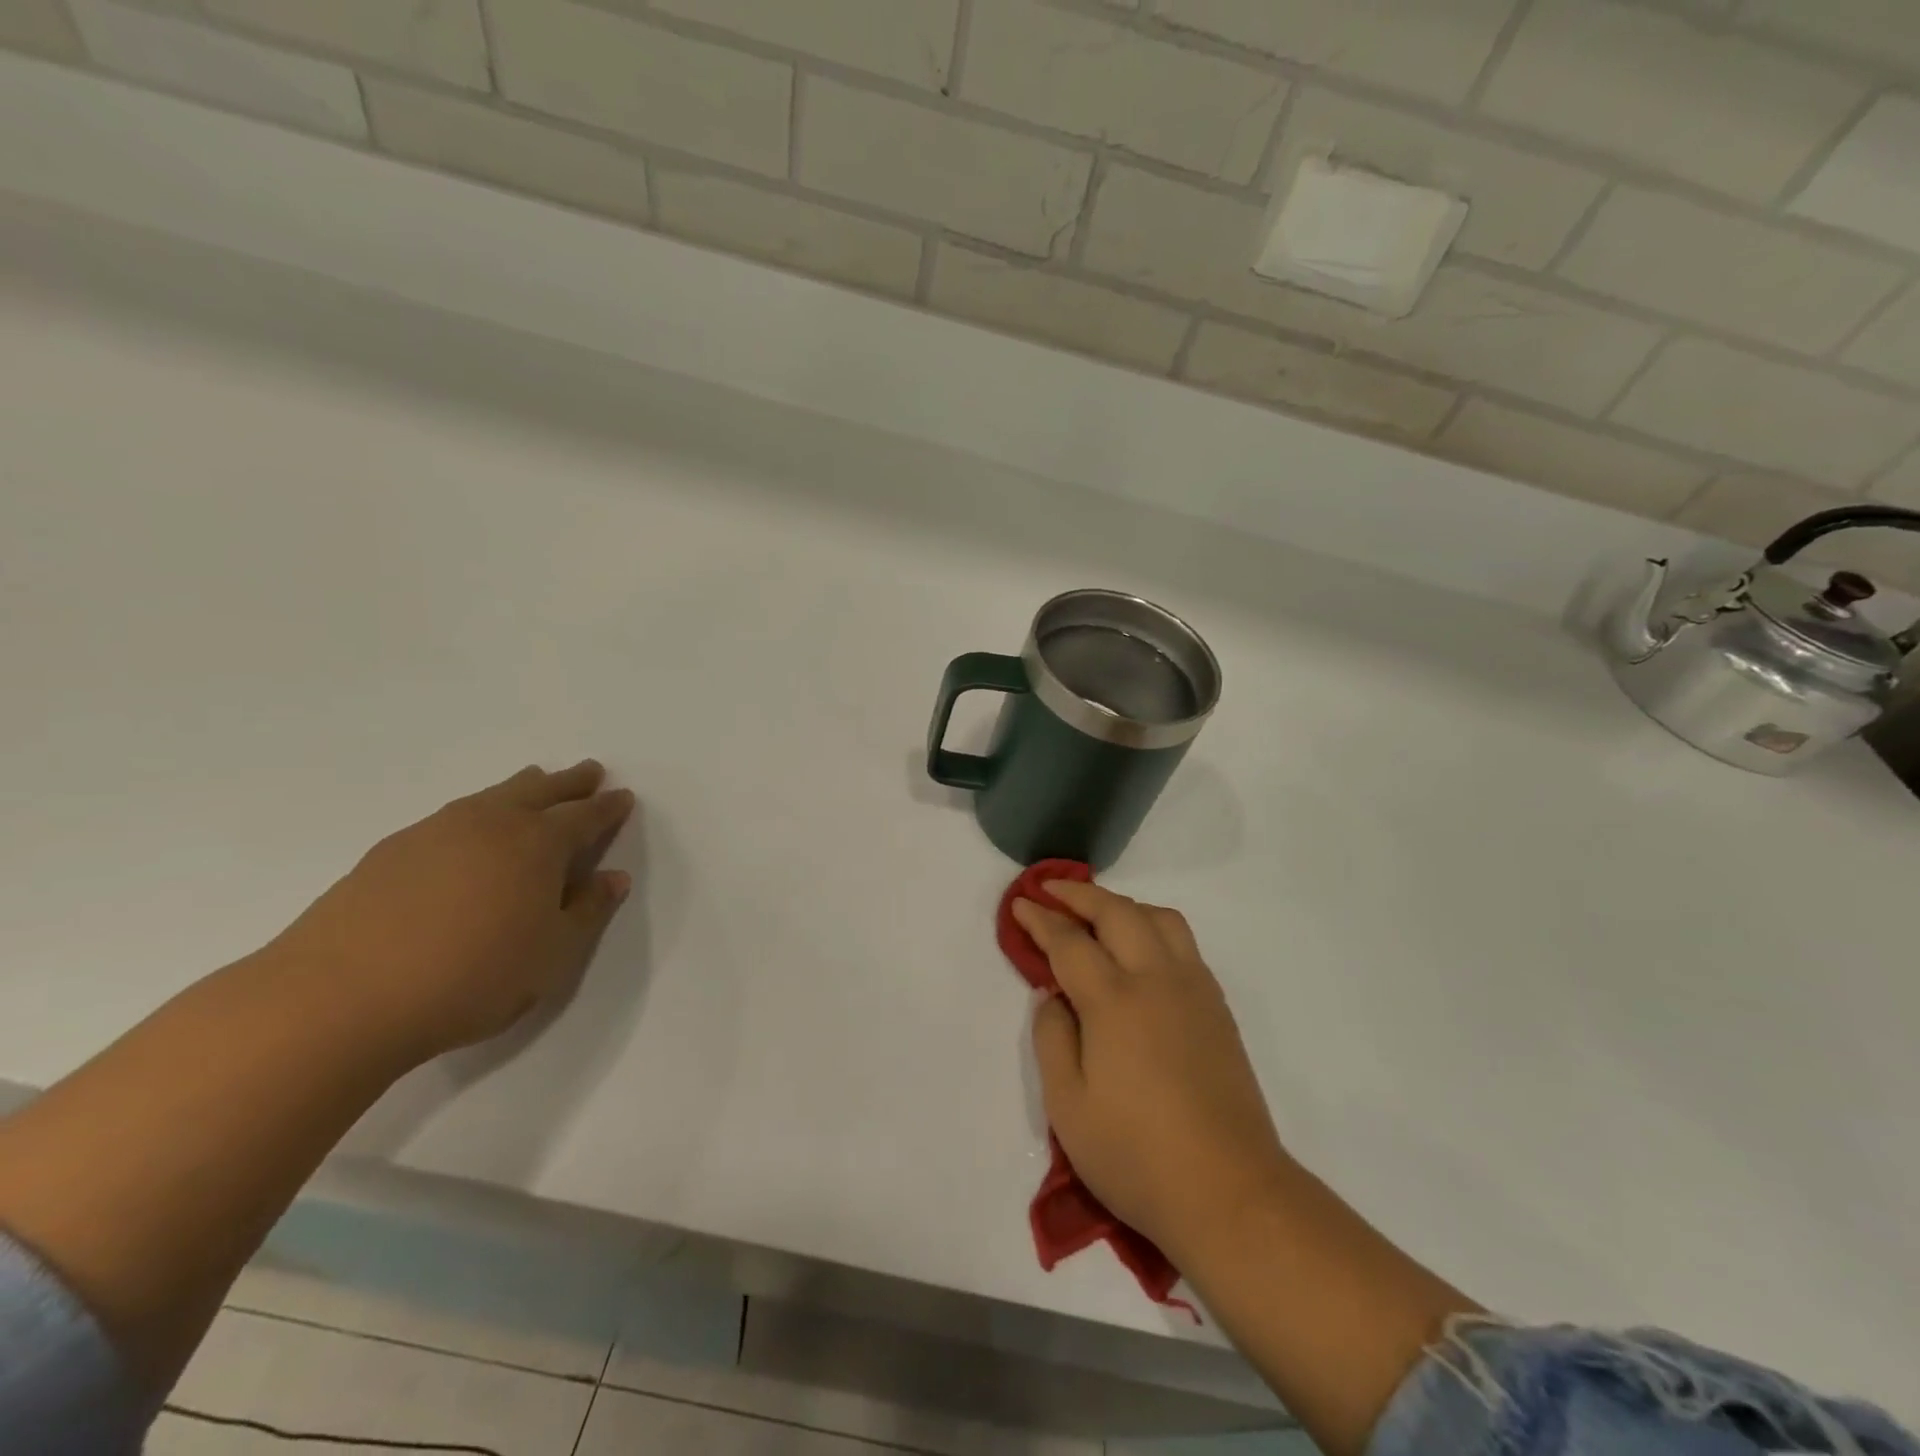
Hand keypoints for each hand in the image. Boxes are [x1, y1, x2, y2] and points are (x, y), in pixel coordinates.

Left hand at [270, 760, 634, 1062]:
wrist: (339, 998)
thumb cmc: (472, 977)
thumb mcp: (553, 954)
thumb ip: (589, 911)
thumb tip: (613, 877)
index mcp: (538, 844)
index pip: (585, 816)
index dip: (608, 807)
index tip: (623, 796)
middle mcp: (491, 824)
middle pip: (540, 791)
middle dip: (570, 782)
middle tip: (589, 771)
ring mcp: (435, 832)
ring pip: (492, 796)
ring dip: (522, 787)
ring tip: (535, 781)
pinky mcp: (390, 851)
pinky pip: (453, 816)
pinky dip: (476, 812)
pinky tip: (469, 830)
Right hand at [1013, 881, 1290, 1264]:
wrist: (1230, 1192)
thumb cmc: (1136, 1155)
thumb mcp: (1068, 1106)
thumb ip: (1052, 1038)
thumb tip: (1053, 995)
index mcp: (1114, 1000)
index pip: (1070, 941)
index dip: (1041, 919)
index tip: (1020, 904)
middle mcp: (1157, 979)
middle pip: (1117, 912)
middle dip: (1079, 894)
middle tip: (1050, 891)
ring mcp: (1194, 990)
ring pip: (1159, 919)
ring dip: (1122, 905)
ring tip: (1098, 916)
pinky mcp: (1217, 1008)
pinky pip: (1183, 943)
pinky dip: (1152, 927)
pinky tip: (1140, 951)